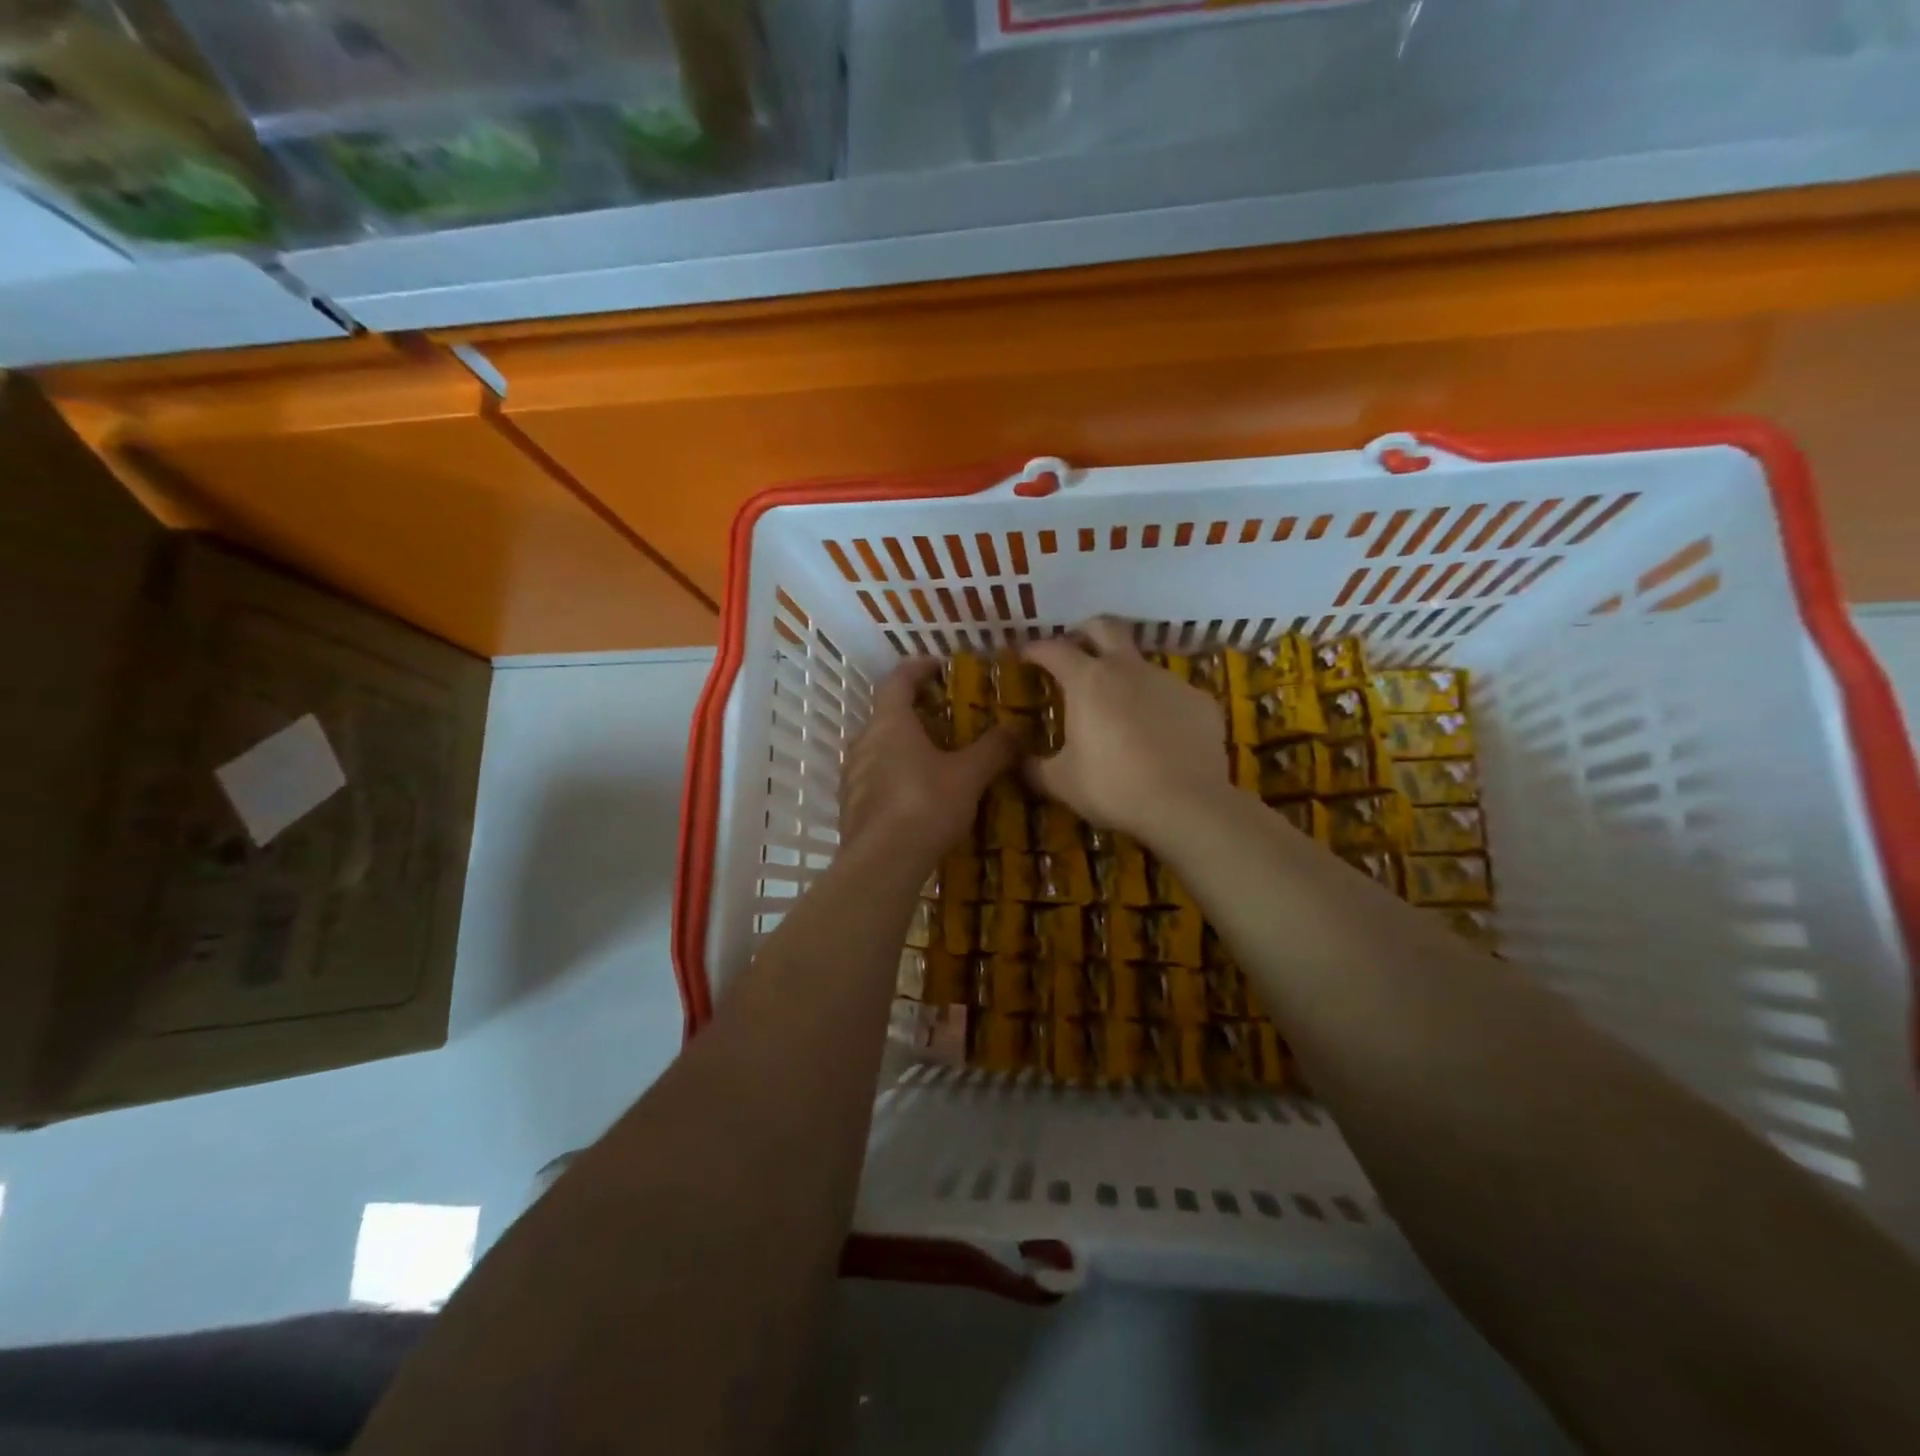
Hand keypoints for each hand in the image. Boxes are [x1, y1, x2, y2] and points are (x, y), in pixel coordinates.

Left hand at [841, 659, 1015, 867]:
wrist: (882, 864)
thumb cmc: (925, 805)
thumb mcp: (969, 775)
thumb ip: (994, 748)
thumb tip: (1020, 727)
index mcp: (890, 722)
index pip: (899, 679)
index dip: (920, 668)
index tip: (940, 667)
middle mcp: (864, 741)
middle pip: (887, 714)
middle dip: (916, 712)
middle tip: (947, 720)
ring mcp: (852, 775)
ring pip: (879, 748)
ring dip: (903, 746)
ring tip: (934, 759)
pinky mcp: (851, 806)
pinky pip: (874, 779)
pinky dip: (894, 776)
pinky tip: (916, 795)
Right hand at [1022, 617, 1228, 838]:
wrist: (1186, 805)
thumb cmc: (1113, 787)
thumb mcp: (1061, 782)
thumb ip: (1034, 767)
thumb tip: (1019, 761)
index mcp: (1088, 680)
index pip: (1053, 649)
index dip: (1035, 649)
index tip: (1024, 655)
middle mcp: (1128, 668)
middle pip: (1104, 627)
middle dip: (1084, 632)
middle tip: (1074, 650)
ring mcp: (1168, 681)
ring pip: (1141, 662)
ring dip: (1124, 674)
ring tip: (1118, 706)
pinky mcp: (1199, 700)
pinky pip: (1171, 693)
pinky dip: (1157, 704)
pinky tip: (1157, 732)